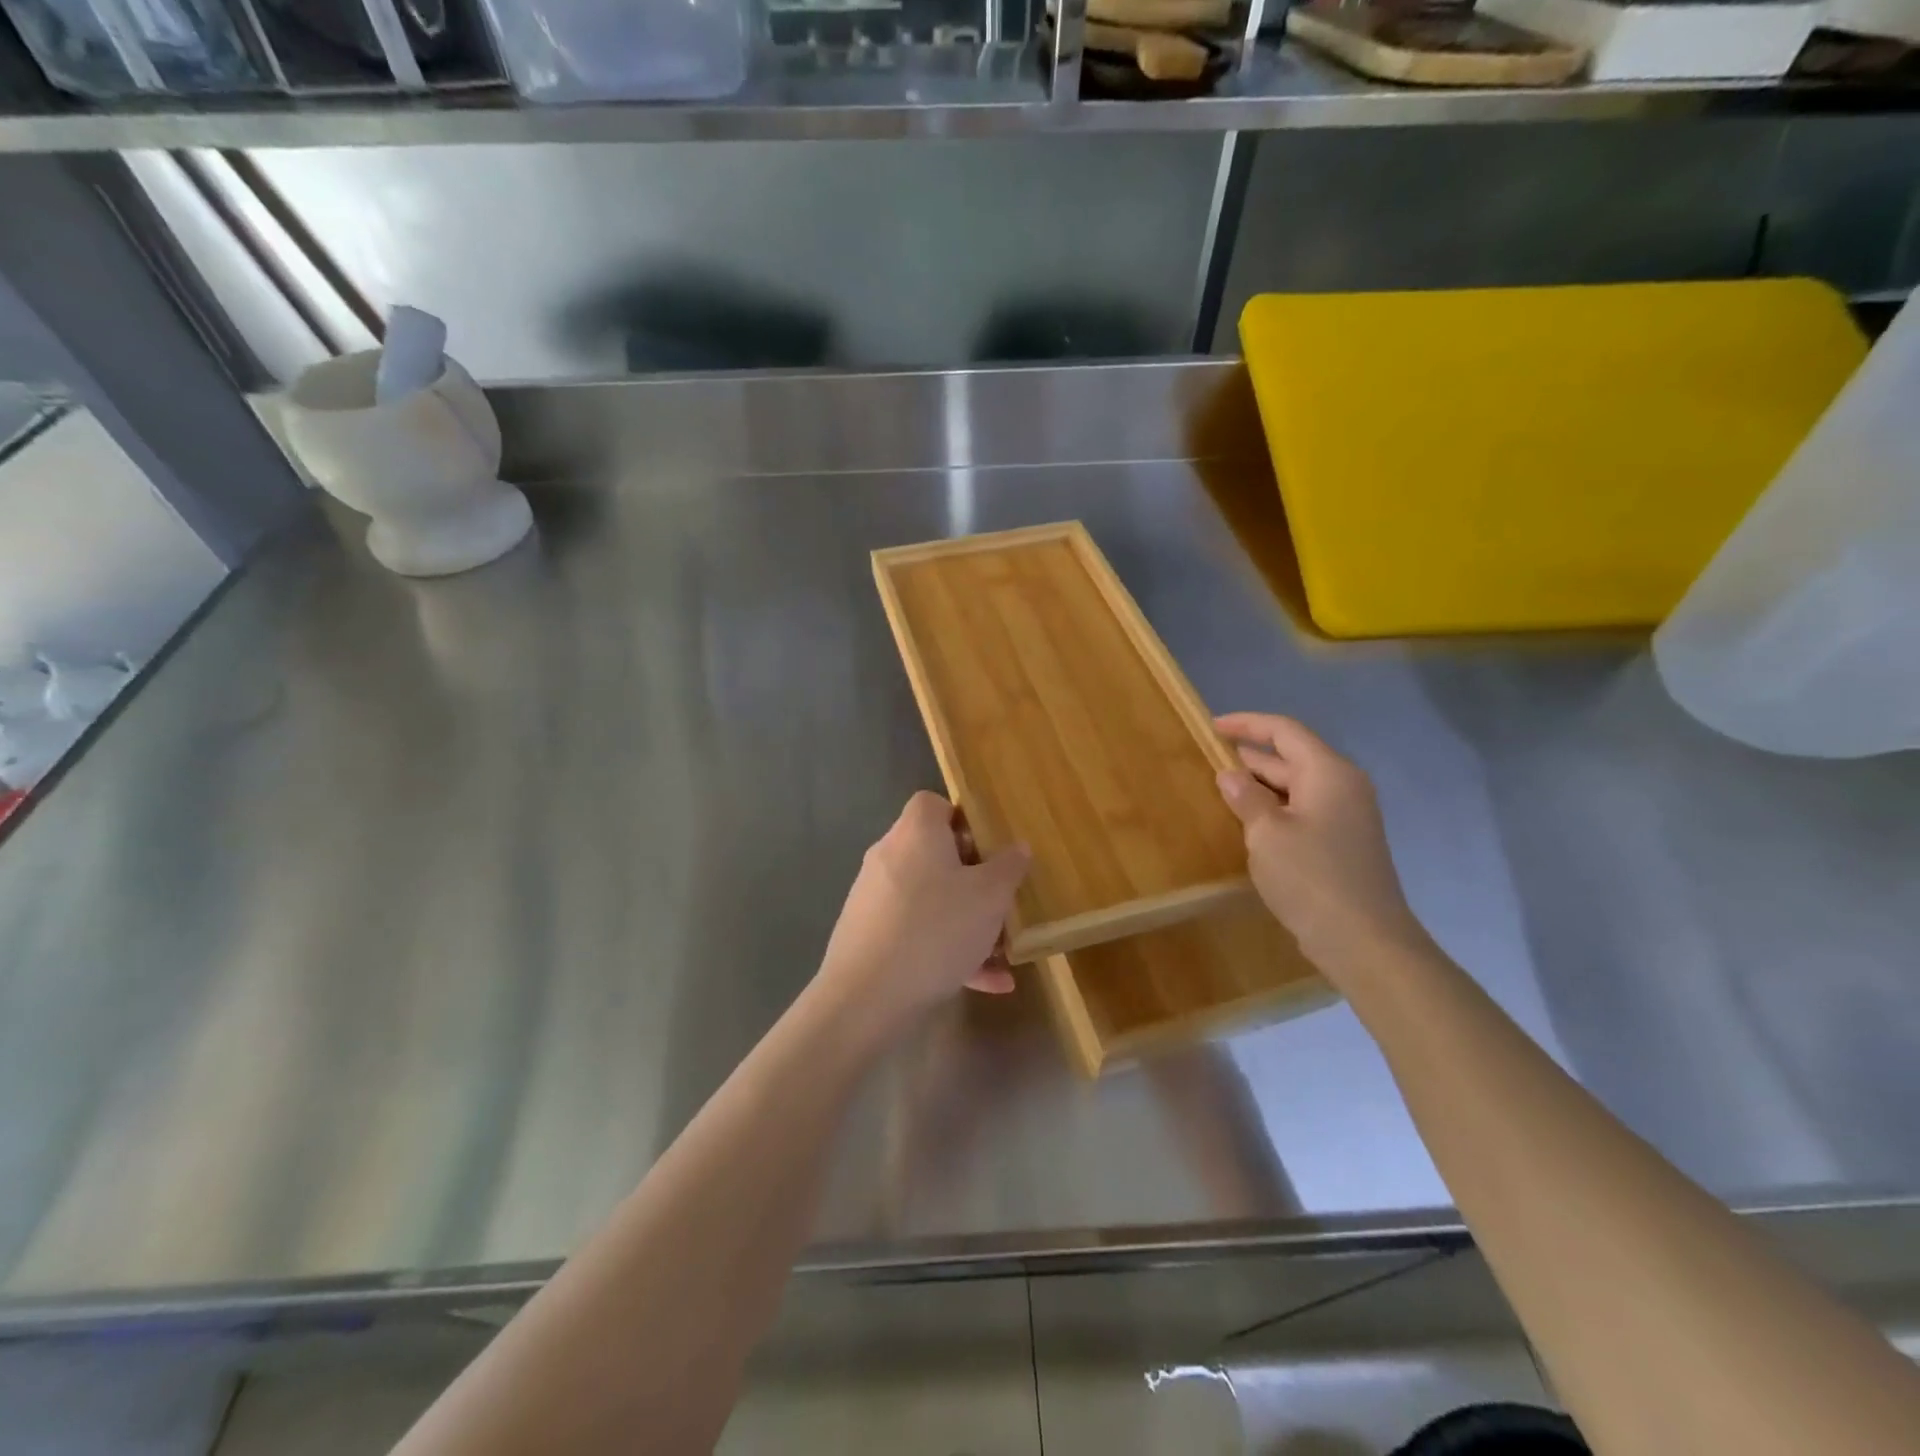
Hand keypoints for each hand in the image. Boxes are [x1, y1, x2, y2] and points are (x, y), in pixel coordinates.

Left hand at [816, 792, 1029, 1038]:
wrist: (866, 998)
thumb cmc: (935, 930)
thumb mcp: (989, 897)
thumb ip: (1009, 867)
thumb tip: (1017, 847)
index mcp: (915, 833)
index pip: (933, 804)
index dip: (964, 819)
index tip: (991, 849)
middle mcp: (889, 857)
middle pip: (935, 854)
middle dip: (974, 879)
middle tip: (1002, 902)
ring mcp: (874, 898)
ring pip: (930, 900)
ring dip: (966, 922)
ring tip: (1001, 953)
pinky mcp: (869, 936)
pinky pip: (916, 933)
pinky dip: (947, 950)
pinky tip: (985, 984)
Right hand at [1213, 713, 1428, 978]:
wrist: (1363, 940)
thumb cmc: (1311, 877)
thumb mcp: (1266, 833)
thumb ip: (1246, 797)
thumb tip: (1230, 775)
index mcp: (1328, 772)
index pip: (1284, 731)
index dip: (1247, 724)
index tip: (1211, 726)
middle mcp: (1343, 786)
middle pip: (1292, 756)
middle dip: (1251, 755)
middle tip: (1209, 757)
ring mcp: (1346, 816)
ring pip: (1296, 786)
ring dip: (1260, 784)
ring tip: (1221, 786)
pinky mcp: (1342, 843)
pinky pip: (1303, 810)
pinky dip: (1274, 807)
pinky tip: (1248, 821)